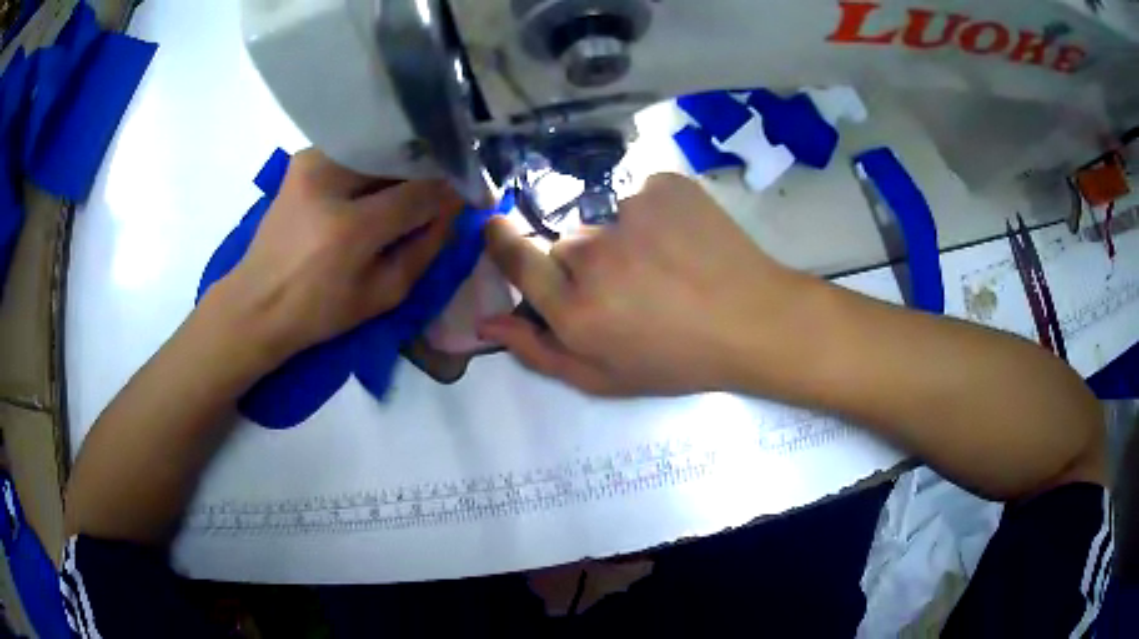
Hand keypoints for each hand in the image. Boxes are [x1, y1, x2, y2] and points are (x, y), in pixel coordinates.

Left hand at [209, 149, 461, 361]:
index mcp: (349, 228)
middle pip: (401, 157)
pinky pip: (357, 150)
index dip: (454, 189)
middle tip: (448, 185)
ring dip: (403, 164)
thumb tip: (456, 208)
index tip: (475, 191)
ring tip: (416, 183)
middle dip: (430, 170)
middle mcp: (328, 180)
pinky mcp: (303, 158)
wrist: (256, 303)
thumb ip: (426, 248)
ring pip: (380, 148)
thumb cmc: (318, 312)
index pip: (421, 191)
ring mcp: (312, 161)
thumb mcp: (382, 295)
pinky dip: (376, 163)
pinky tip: (382, 180)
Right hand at [479, 173, 806, 395]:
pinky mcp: (663, 186)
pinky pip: (640, 197)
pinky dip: (654, 215)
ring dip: (622, 240)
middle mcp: (595, 256)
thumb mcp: (605, 378)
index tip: (496, 228)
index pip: (517, 260)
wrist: (756, 321)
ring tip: (665, 267)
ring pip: (605, 221)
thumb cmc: (680, 360)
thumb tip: (488, 319)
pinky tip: (684, 242)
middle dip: (584, 264)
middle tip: (629, 288)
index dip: (501, 241)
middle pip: (566, 244)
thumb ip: (538, 351)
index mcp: (577, 310)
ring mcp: (632, 213)